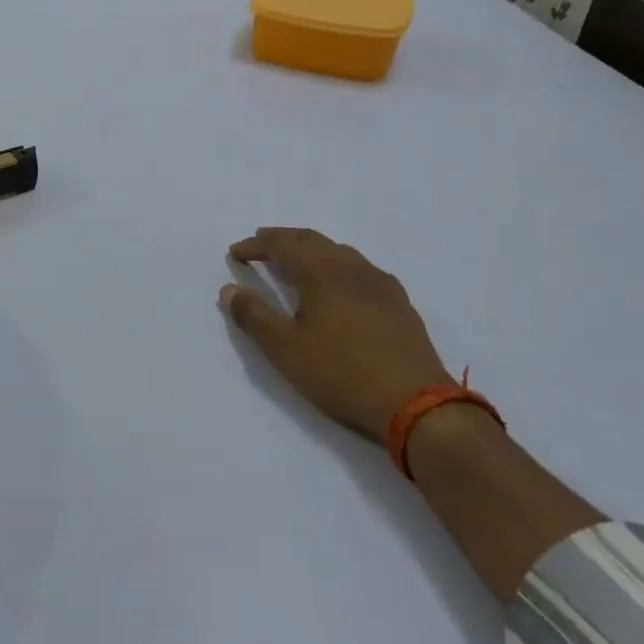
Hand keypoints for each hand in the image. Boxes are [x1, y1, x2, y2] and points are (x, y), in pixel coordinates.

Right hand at [220, 228, 453, 442]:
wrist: (414, 402)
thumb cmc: (341, 373)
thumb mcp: (285, 350)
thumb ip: (254, 317)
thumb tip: (229, 290)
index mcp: (323, 273)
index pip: (284, 244)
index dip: (257, 245)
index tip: (236, 252)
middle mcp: (353, 269)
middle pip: (314, 241)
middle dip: (284, 240)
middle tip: (262, 245)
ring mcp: (382, 285)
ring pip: (341, 253)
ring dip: (313, 251)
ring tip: (298, 264)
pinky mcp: (400, 305)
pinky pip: (362, 271)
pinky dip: (338, 267)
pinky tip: (341, 288)